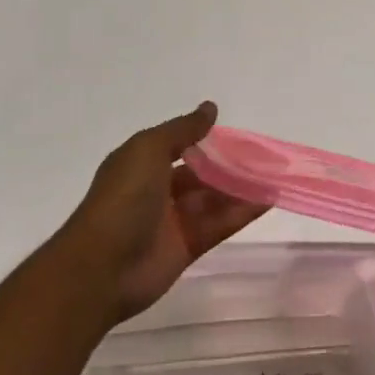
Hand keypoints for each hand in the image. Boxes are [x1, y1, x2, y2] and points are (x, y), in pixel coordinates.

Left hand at [55, 102, 268, 324]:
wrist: (102, 267)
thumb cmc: (123, 198)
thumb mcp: (148, 150)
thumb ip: (183, 129)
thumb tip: (210, 108)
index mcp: (141, 164)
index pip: (178, 146)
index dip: (205, 139)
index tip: (236, 134)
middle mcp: (156, 190)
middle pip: (199, 174)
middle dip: (227, 165)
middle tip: (263, 157)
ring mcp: (172, 221)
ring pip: (212, 199)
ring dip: (240, 188)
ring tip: (272, 176)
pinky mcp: (187, 247)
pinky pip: (218, 225)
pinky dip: (241, 213)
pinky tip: (267, 200)